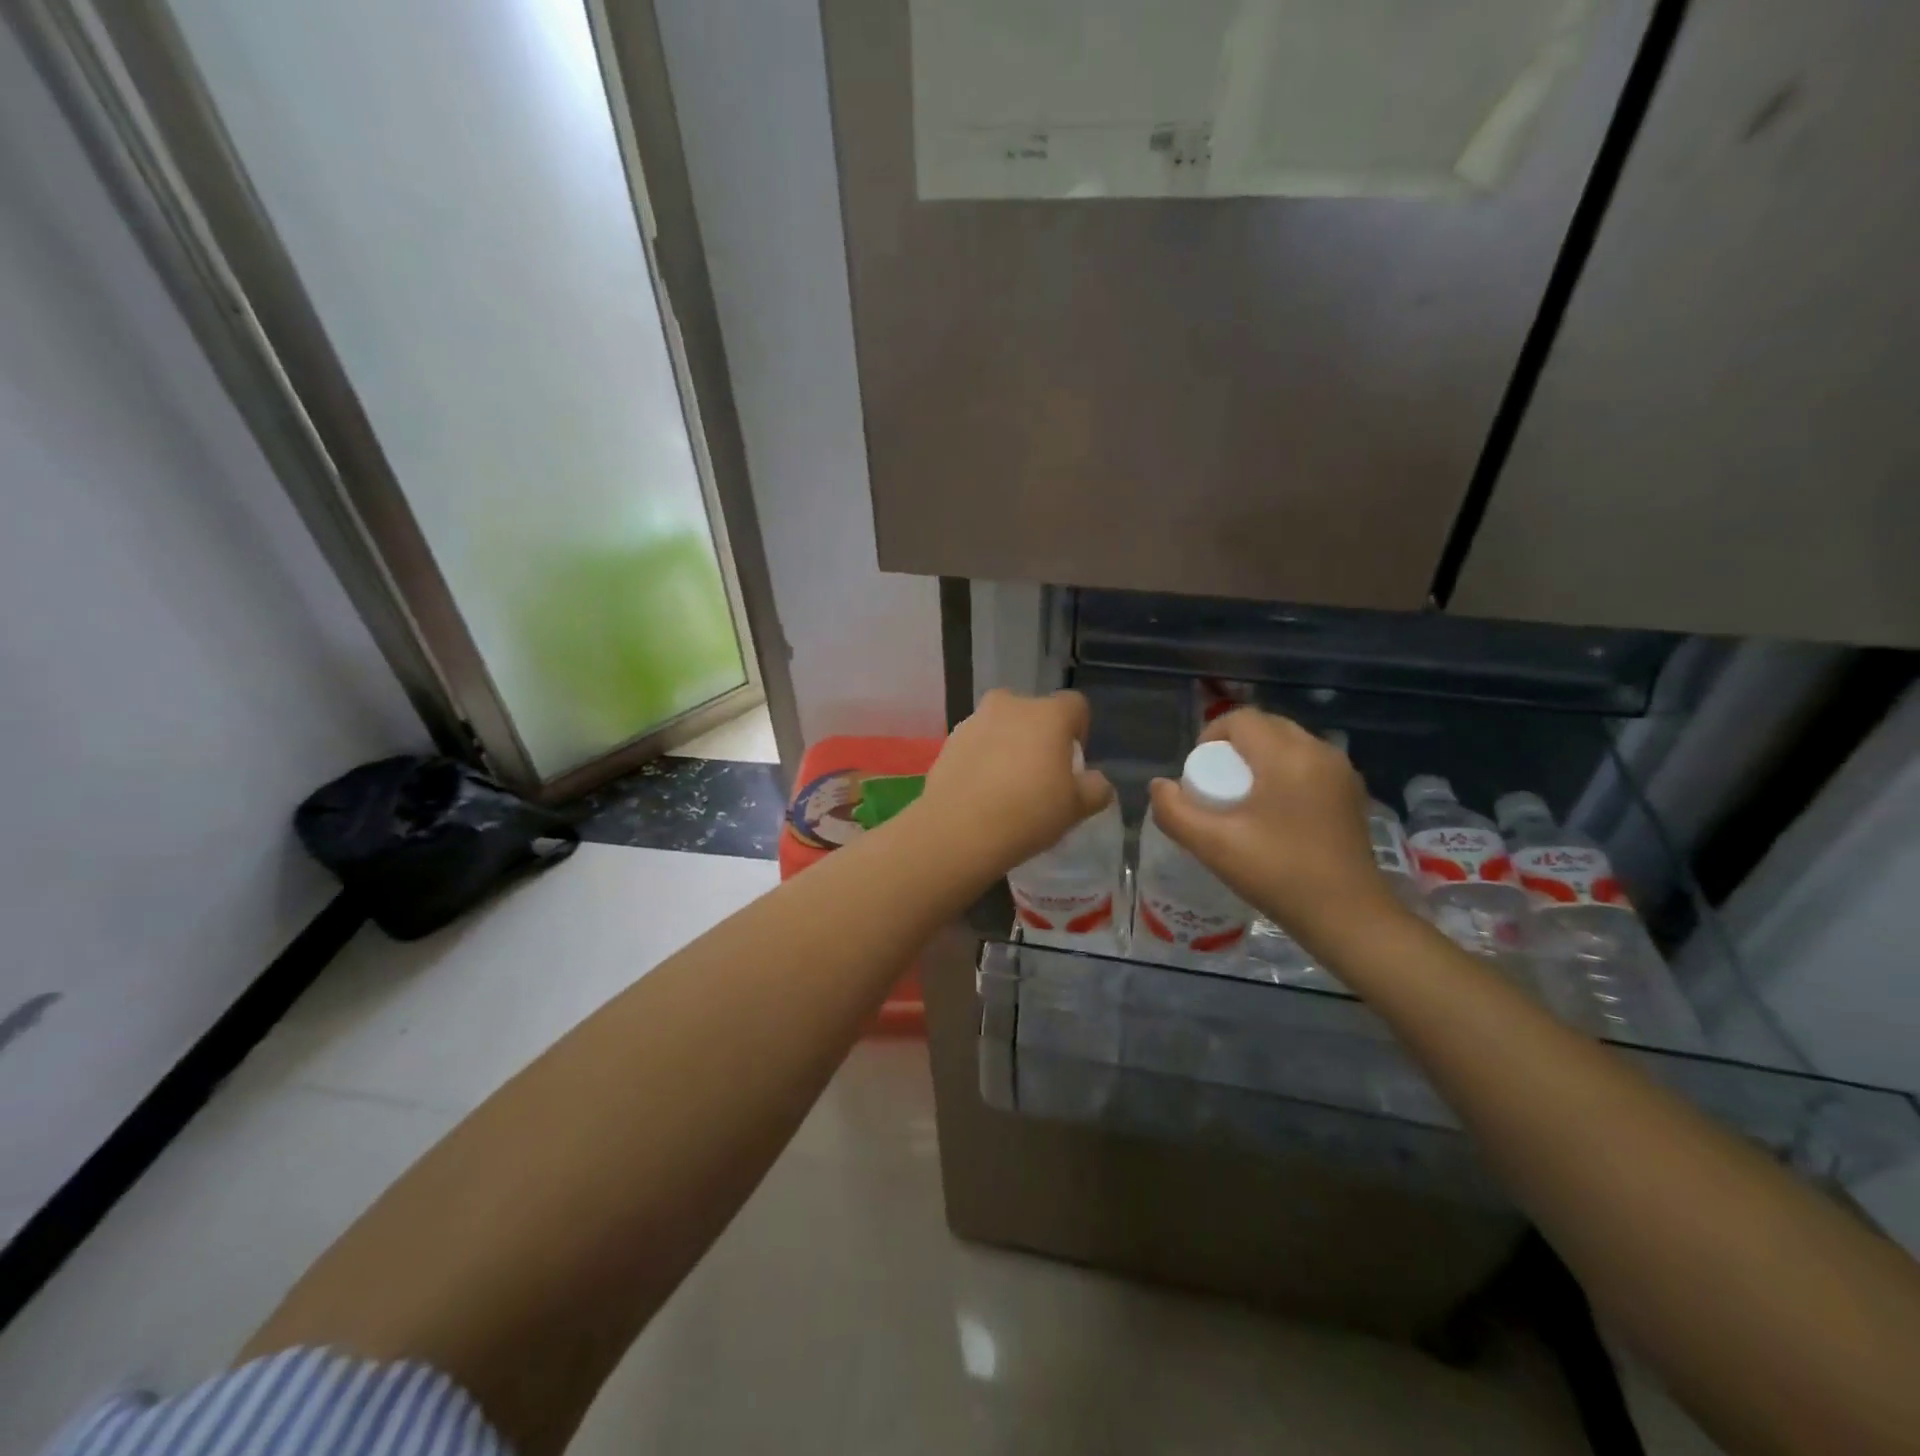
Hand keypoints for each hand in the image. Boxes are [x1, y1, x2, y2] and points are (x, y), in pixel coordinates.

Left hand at [915, 689, 1113, 875]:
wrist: (958, 830)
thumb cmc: (1028, 812)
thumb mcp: (1076, 808)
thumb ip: (1095, 788)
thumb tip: (1095, 780)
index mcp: (1048, 714)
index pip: (1076, 706)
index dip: (1079, 732)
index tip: (1072, 765)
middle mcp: (1010, 705)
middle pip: (1035, 714)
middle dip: (1040, 737)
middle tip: (1040, 776)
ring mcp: (975, 720)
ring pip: (1002, 726)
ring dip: (1009, 746)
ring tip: (1007, 786)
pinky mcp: (949, 741)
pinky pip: (977, 743)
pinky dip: (983, 758)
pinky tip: (982, 792)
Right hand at [1146, 709, 1406, 952]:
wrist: (1349, 918)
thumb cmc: (1278, 875)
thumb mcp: (1213, 845)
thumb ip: (1175, 811)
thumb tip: (1160, 786)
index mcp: (1287, 755)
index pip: (1241, 719)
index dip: (1210, 737)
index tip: (1199, 775)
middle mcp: (1319, 751)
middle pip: (1266, 727)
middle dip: (1234, 748)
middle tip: (1218, 788)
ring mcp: (1341, 772)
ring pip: (1289, 745)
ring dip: (1260, 760)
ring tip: (1245, 802)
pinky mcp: (1352, 793)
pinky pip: (1308, 765)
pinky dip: (1285, 774)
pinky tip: (1276, 815)